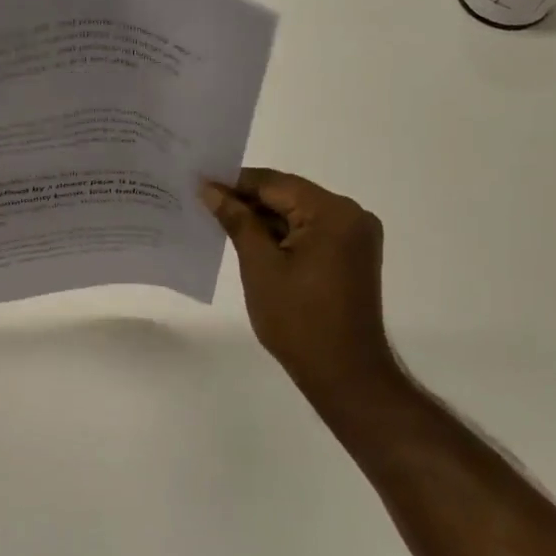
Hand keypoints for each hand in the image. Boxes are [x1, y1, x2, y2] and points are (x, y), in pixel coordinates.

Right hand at [204, 168, 399, 409]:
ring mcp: (355, 236)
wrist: (344, 372)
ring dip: (264, 219)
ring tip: (220, 220)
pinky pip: (311, 232)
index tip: (200, 183)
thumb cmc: (298, 319)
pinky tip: (251, 241)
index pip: (275, 183)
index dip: (235, 182)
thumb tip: (211, 189)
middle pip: (289, 195)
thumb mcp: (260, 266)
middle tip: (204, 201)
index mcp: (333, 212)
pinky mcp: (352, 255)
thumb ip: (237, 221)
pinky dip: (282, 235)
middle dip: (248, 200)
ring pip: (299, 214)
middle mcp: (351, 215)